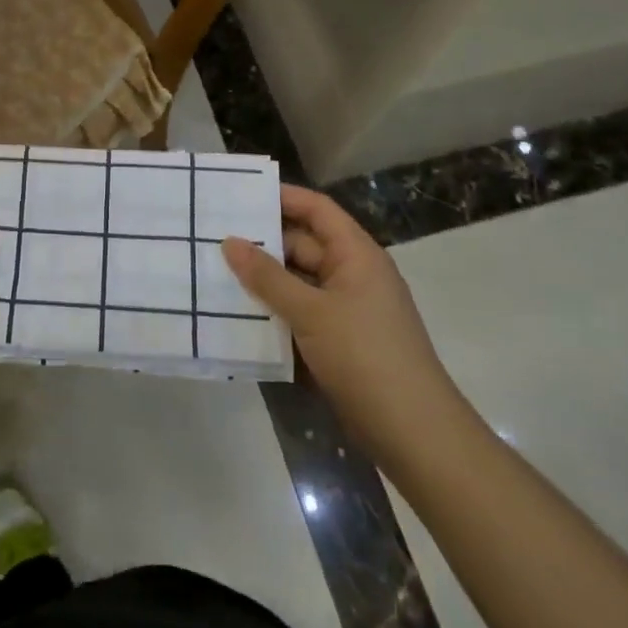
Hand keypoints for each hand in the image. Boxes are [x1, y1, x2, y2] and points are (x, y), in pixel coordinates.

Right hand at [224, 185, 465, 471]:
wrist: (413, 433)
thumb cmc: (365, 356)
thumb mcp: (311, 312)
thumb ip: (268, 277)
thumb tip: (230, 242)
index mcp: (356, 254)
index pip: (317, 209)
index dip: (282, 197)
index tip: (240, 194)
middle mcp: (352, 274)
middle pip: (303, 244)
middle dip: (262, 241)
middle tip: (214, 236)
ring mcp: (346, 309)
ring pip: (298, 281)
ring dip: (264, 279)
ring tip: (216, 271)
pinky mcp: (338, 340)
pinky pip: (300, 312)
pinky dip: (274, 310)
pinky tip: (238, 314)